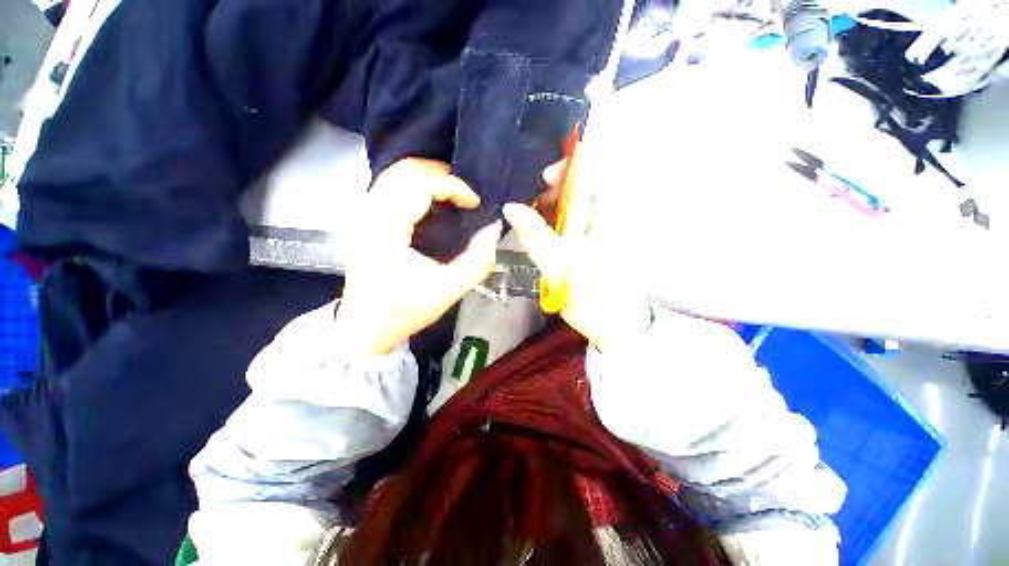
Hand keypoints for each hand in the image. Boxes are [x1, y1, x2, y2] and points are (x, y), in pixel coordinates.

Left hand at [338, 158, 501, 355]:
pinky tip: (433, 202)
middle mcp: (368, 216)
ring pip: (393, 175)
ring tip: (453, 194)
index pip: (417, 186)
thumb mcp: (447, 291)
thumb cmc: (404, 312)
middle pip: (402, 171)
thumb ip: (476, 262)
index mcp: (384, 232)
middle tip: (466, 194)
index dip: (451, 186)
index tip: (474, 202)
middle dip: (440, 175)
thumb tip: (494, 230)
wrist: (365, 329)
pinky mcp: (365, 222)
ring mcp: (362, 217)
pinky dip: (415, 186)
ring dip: (427, 177)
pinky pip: (390, 188)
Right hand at [503, 165, 648, 352]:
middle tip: (528, 210)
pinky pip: (575, 228)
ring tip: (531, 227)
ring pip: (575, 211)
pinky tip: (544, 241)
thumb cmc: (591, 292)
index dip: (564, 170)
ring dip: (551, 214)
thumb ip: (532, 232)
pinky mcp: (598, 248)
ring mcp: (604, 233)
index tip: (541, 182)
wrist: (615, 328)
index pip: (591, 172)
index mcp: (607, 213)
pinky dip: (558, 229)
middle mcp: (609, 216)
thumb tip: (511, 206)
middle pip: (579, 191)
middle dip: (550, 196)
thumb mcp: (557, 261)